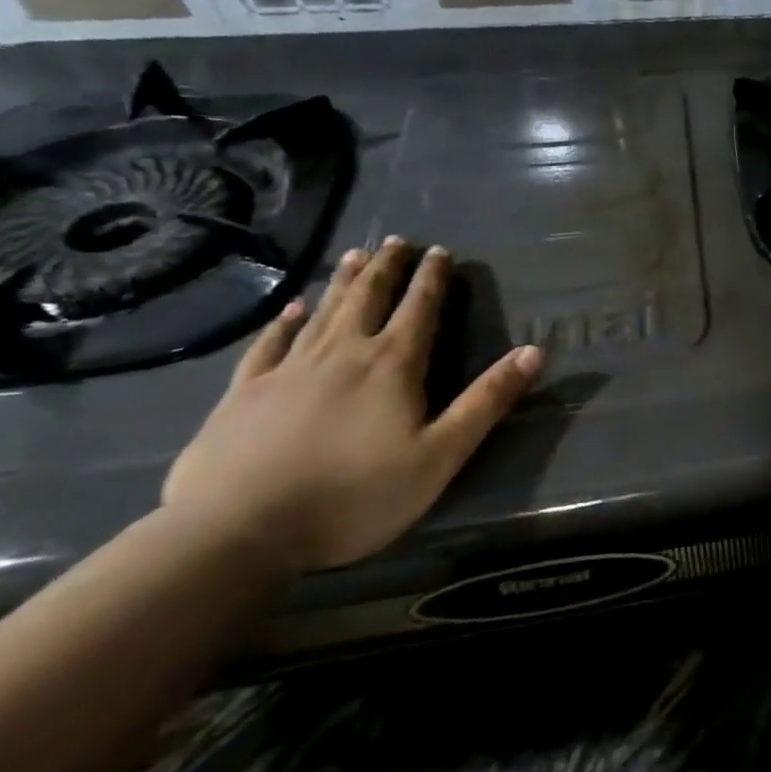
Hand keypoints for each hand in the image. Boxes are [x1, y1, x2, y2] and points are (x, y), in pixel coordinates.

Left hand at [162, 238, 542, 573]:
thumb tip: (534, 351)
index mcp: (392, 366)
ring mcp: (288, 370)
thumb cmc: (355, 496)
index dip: (432, 279)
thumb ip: (487, 401)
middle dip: (388, 267)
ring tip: (356, 254)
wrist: (236, 531)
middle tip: (397, 240)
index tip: (440, 251)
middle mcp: (343, 353)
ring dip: (345, 281)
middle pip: (370, 298)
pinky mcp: (244, 393)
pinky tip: (292, 309)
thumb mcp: (440, 455)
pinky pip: (270, 344)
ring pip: (324, 311)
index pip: (420, 309)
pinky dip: (285, 322)